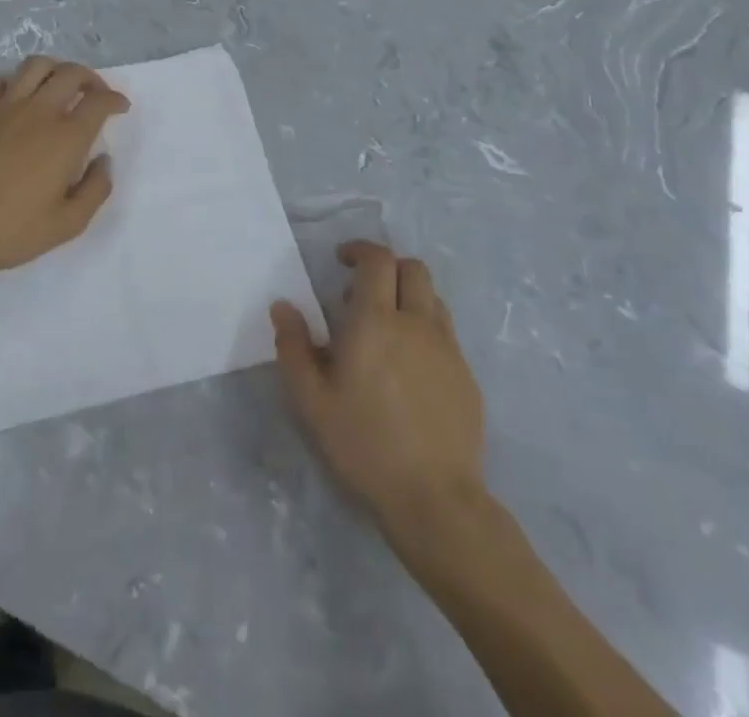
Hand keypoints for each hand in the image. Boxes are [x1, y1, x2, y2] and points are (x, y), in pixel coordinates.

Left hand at [0, 56, 129, 278]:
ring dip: (55, 69)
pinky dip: (13, 82)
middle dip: (91, 78)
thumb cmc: (11, 229)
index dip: (115, 99)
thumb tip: (104, 161)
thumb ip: (95, 189)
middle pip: (71, 72)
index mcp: (66, 137)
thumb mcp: (67, 224)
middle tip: (95, 94)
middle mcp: (39, 111)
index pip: (99, 101)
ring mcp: (5, 107)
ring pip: (36, 65)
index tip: (120, 107)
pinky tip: (16, 98)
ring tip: (60, 86)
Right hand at [272, 241, 486, 538]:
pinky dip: (425, 328)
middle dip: (386, 268)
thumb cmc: (364, 444)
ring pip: (432, 297)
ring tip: (386, 328)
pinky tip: (409, 366)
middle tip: (361, 295)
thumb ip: (293, 346)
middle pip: (412, 268)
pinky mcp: (466, 375)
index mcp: (376, 320)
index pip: (377, 260)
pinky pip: (445, 332)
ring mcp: (447, 348)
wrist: (434, 498)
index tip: (341, 260)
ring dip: (408, 296)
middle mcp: (416, 322)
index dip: (359, 250)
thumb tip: (282, 306)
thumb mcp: (311, 400)